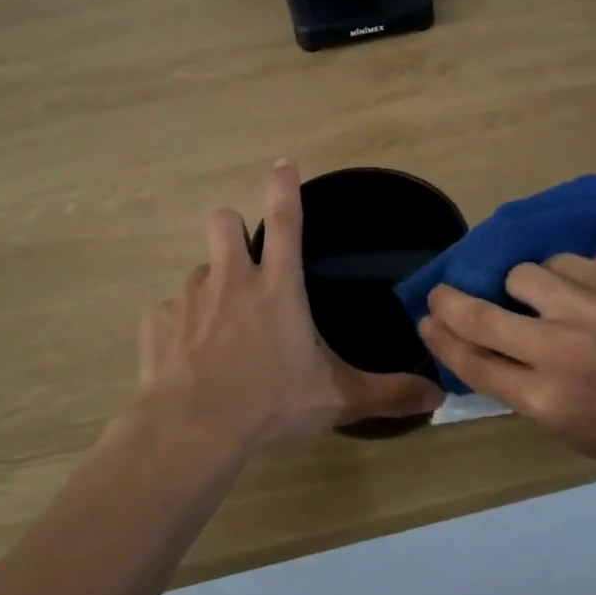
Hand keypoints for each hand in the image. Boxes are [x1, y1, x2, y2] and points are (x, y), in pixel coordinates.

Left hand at [136, 161, 444, 448]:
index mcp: (278, 288)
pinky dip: (181, 328)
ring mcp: (190, 298)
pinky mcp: (157, 322)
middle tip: (242, 265)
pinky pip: (170, 313)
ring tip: (218, 332)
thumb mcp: (337, 400)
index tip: (281, 164)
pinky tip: (188, 361)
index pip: (286, 222)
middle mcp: (232, 280)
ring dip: (210, 289)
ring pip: (198, 271)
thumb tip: (439, 396)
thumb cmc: (270, 405)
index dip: (284, 188)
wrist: (192, 430)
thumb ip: (388, 394)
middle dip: (231, 229)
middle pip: (223, 222)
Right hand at [416, 255, 595, 473]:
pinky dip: (555, 274)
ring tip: (530, 294)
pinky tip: (567, 286)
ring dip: (514, 285)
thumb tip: (486, 352)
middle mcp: (560, 351)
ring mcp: (590, 310)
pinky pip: (563, 262)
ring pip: (521, 274)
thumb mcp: (575, 433)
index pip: (472, 363)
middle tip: (441, 294)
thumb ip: (526, 393)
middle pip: (479, 315)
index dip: (440, 339)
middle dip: (448, 301)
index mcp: (548, 401)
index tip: (426, 322)